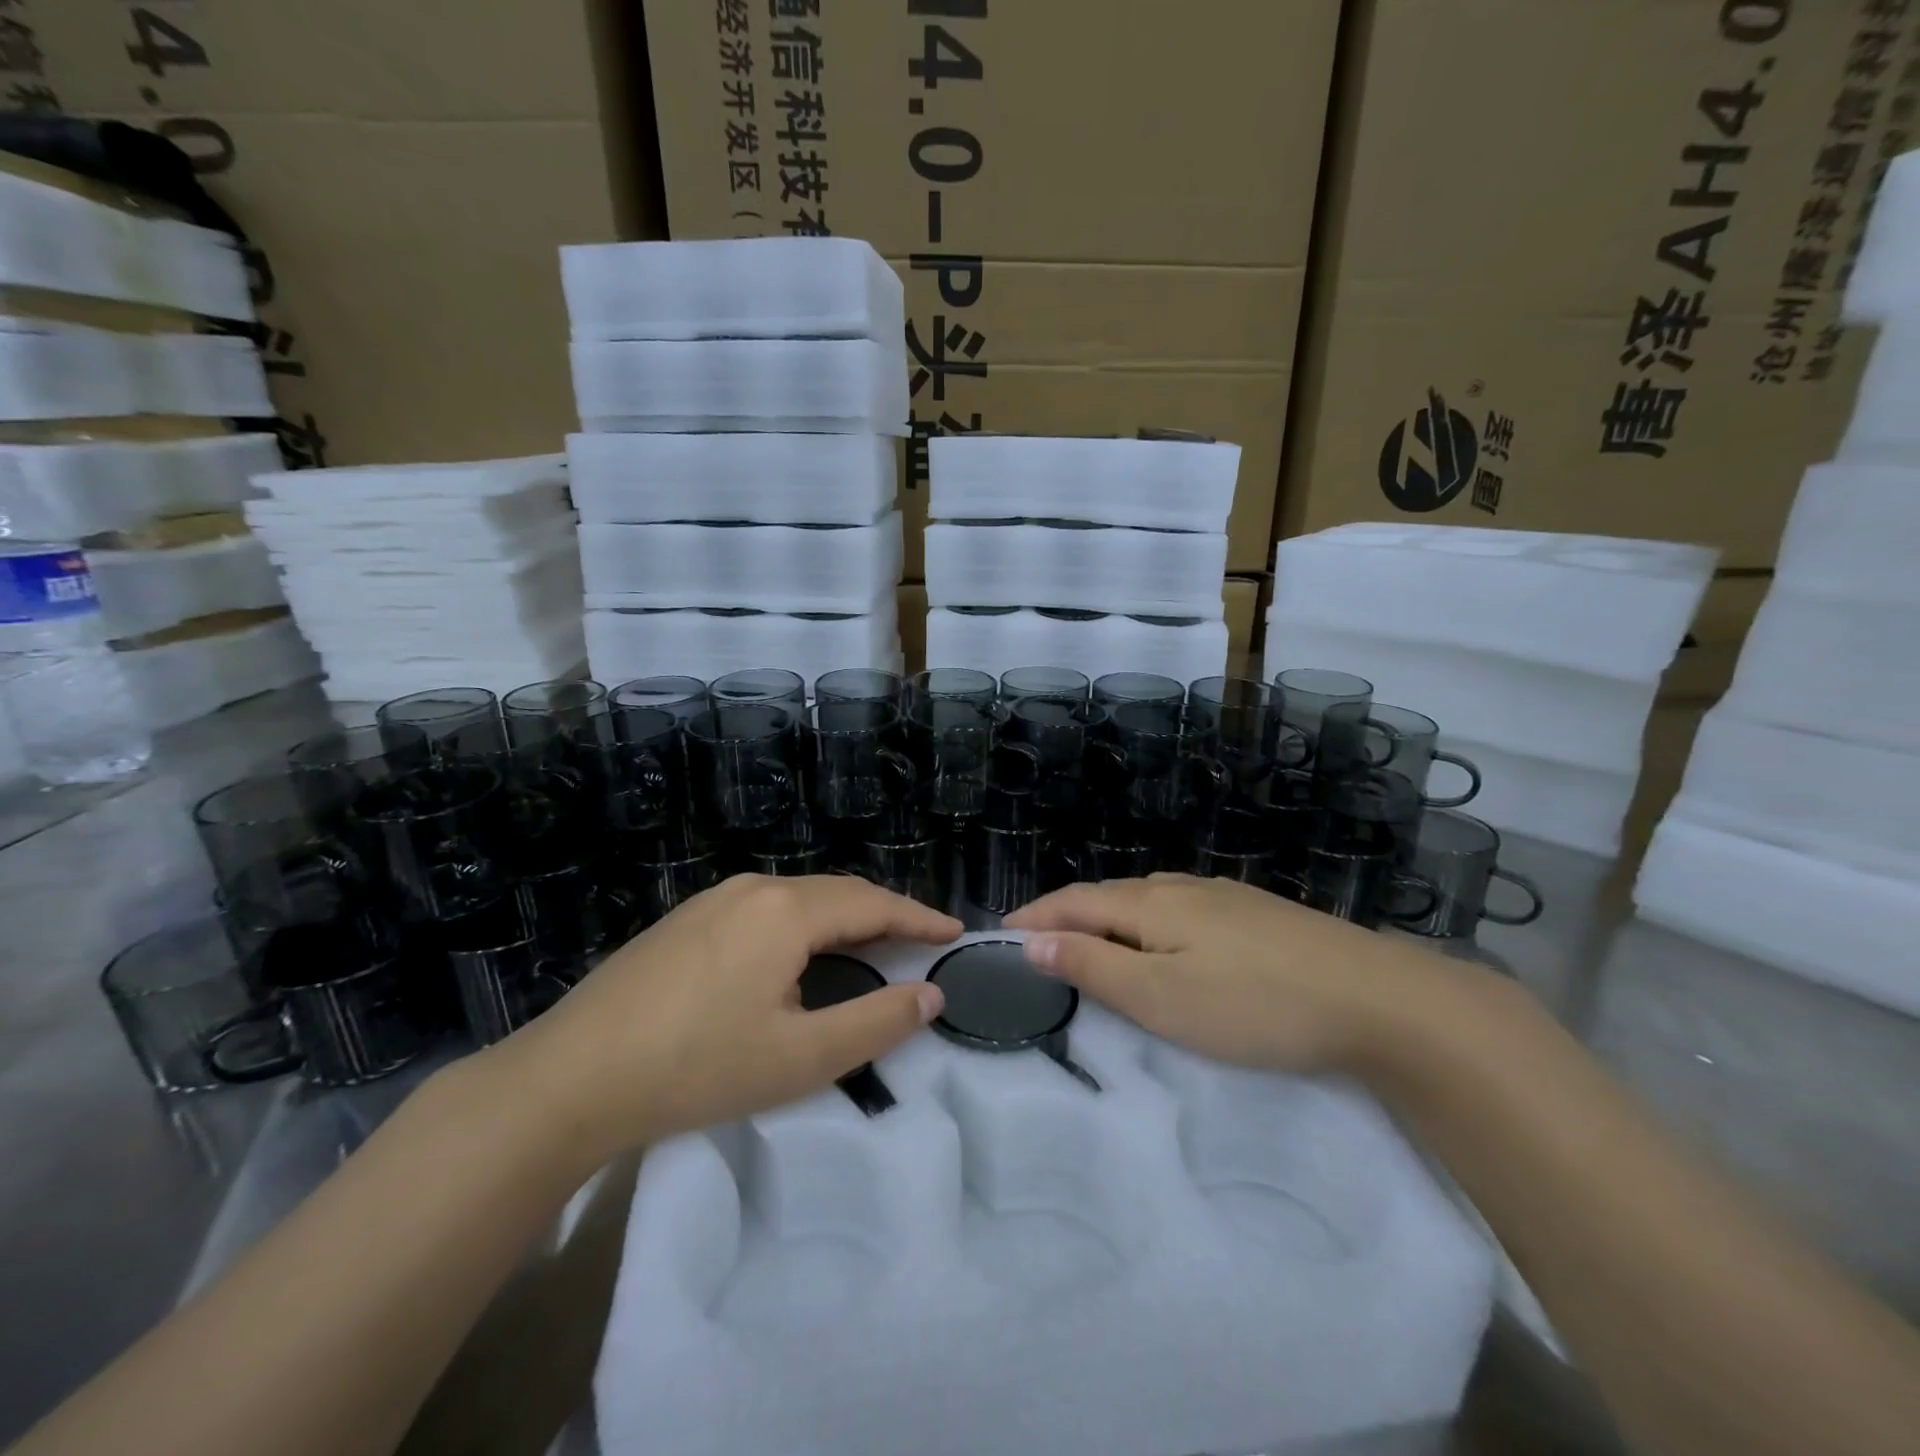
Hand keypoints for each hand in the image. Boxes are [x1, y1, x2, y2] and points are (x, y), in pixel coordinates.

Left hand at [491, 875, 958, 1161]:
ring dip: (844, 918)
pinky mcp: (687, 919)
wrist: (569, 1077)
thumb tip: (929, 994)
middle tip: (921, 941)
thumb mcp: (800, 1058)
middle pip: (839, 892)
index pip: (873, 904)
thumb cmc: (696, 1067)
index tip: (954, 933)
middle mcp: (755, 888)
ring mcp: (715, 899)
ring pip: (801, 898)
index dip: (919, 919)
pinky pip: (767, 908)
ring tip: (872, 946)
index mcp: (787, 911)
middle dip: (886, 914)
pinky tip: (802, 953)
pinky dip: (806, 924)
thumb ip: (876, 1023)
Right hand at [1005, 873, 1449, 1075]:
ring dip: (1108, 917)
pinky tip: (1165, 940)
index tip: (999, 931)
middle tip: (1038, 940)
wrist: (1378, 998)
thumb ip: (1094, 966)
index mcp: (1151, 903)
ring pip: (1148, 900)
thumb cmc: (1254, 1004)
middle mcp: (1182, 887)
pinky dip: (1149, 923)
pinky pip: (1182, 909)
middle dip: (1067, 914)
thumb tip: (1033, 941)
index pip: (1074, 902)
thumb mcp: (1161, 997)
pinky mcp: (1257, 914)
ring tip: (1091, 939)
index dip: (1034, 916)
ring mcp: (1225, 896)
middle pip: (1109, 894)